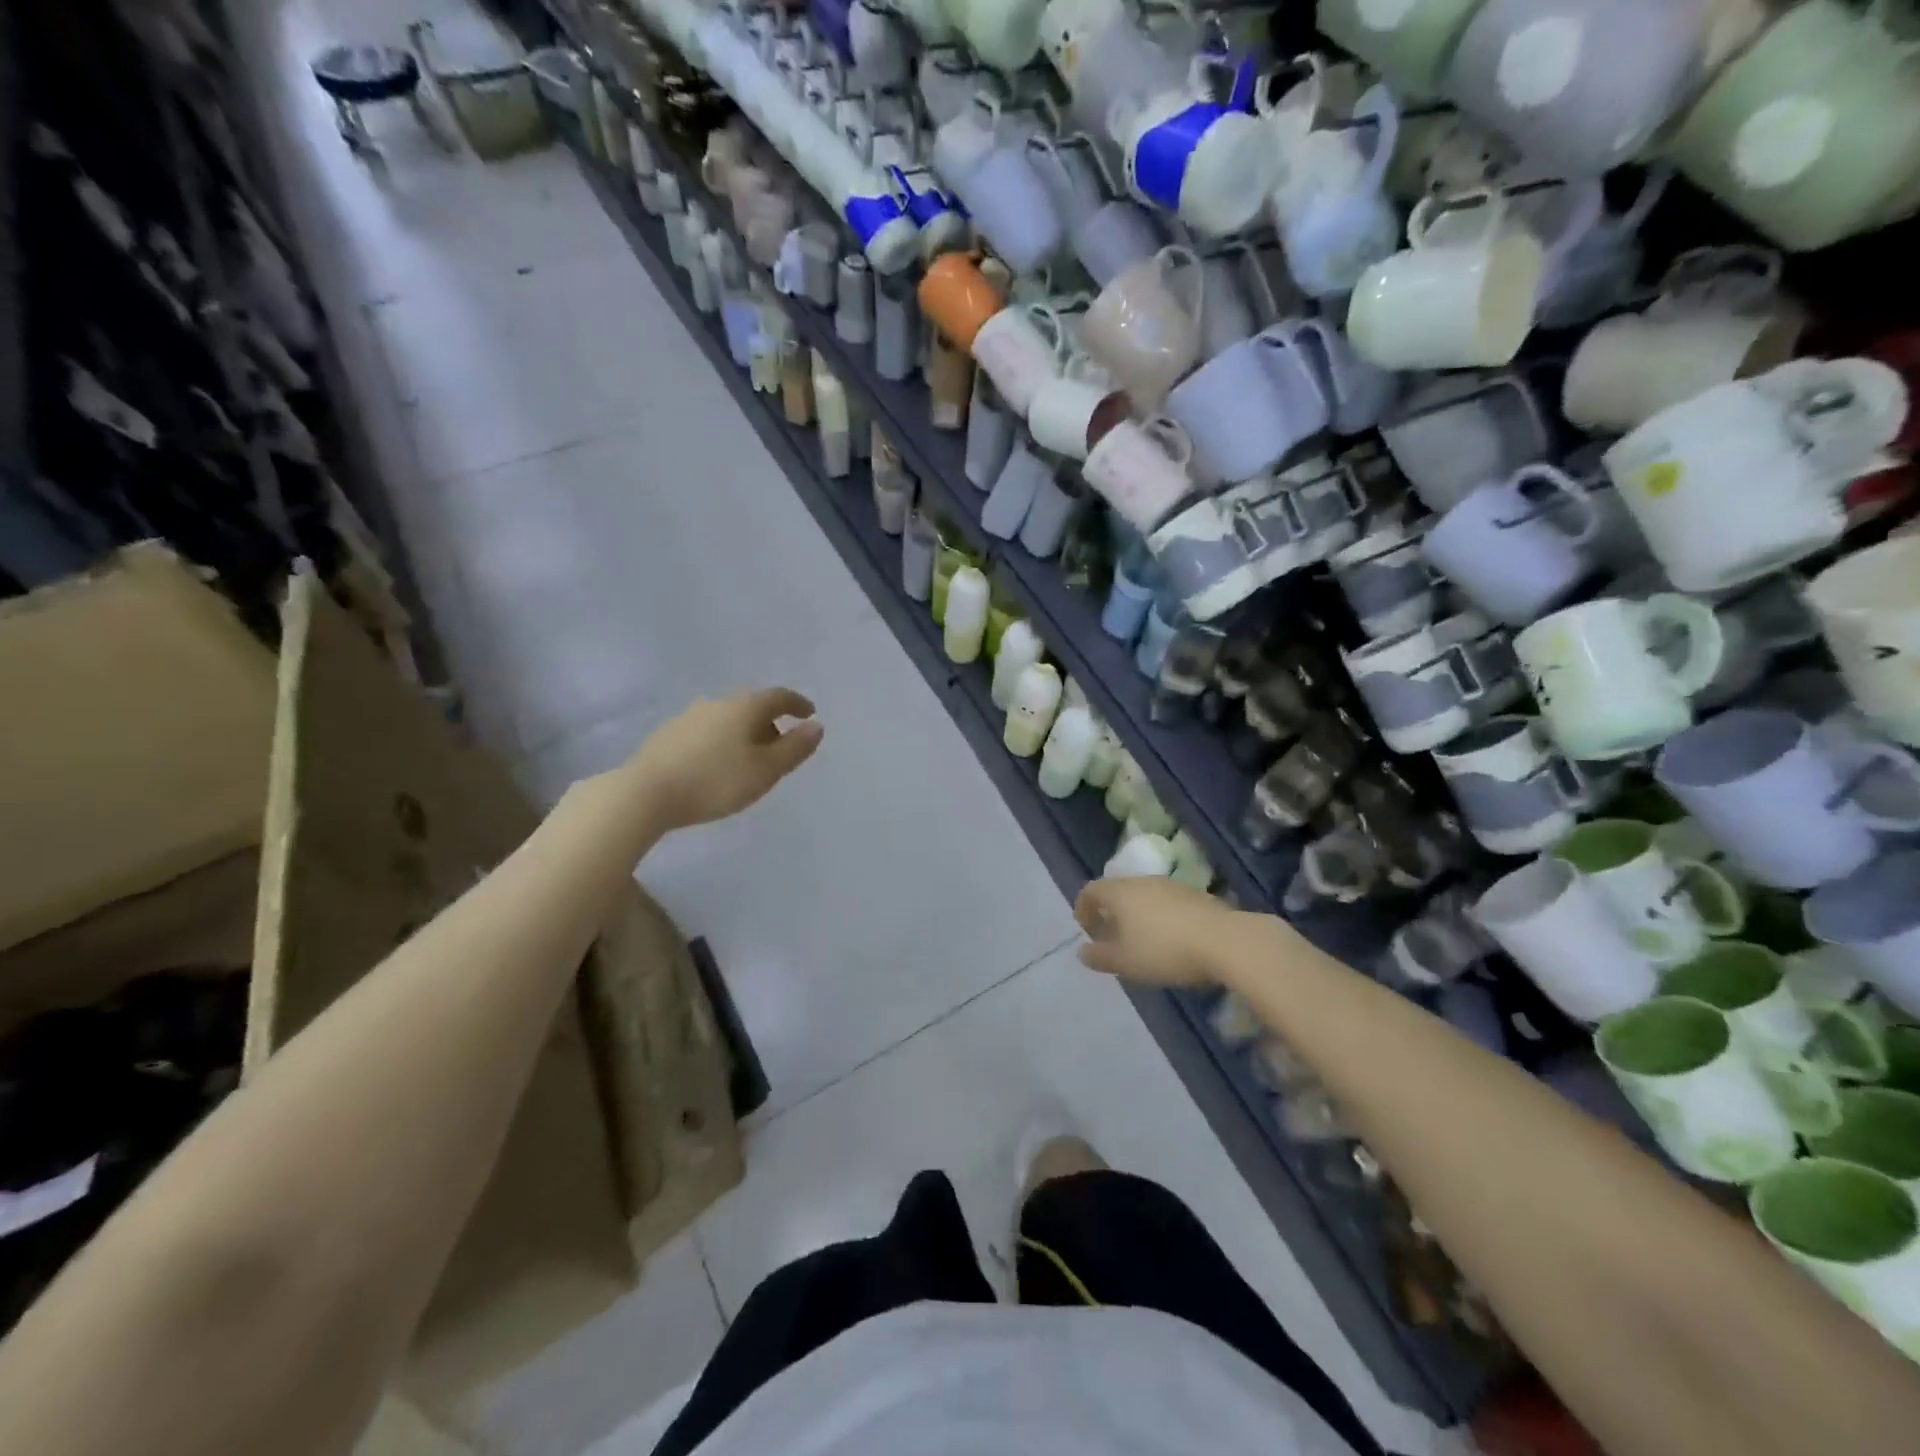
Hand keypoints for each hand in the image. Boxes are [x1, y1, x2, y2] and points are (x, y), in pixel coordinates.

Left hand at [622, 688, 823, 830]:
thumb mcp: (766, 770)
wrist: (645, 793)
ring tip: (751, 759)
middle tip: (781, 744)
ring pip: (728, 718)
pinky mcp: (668, 735)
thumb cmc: (716, 781)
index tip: (809, 713)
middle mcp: (717, 702)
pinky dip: (722, 741)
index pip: (779, 696)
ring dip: (745, 733)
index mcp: (745, 706)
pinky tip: (719, 765)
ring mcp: (689, 716)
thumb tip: (817, 726)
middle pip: (752, 705)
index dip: (798, 704)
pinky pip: (708, 731)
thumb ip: (795, 748)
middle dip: (770, 721)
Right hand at [1074, 877, 1242, 987]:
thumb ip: (1100, 957)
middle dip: (1110, 911)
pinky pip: (1166, 902)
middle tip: (1110, 936)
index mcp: (1120, 893)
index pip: (1092, 890)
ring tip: (1140, 940)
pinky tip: (1169, 939)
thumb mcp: (1125, 962)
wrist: (1226, 941)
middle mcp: (1143, 882)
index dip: (1083, 907)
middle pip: (1118, 890)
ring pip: (1144, 895)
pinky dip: (1158, 916)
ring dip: (1136, 914)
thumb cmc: (1165, 950)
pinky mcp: (1196, 895)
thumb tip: (1082, 952)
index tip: (1084, 927)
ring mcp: (1172, 886)